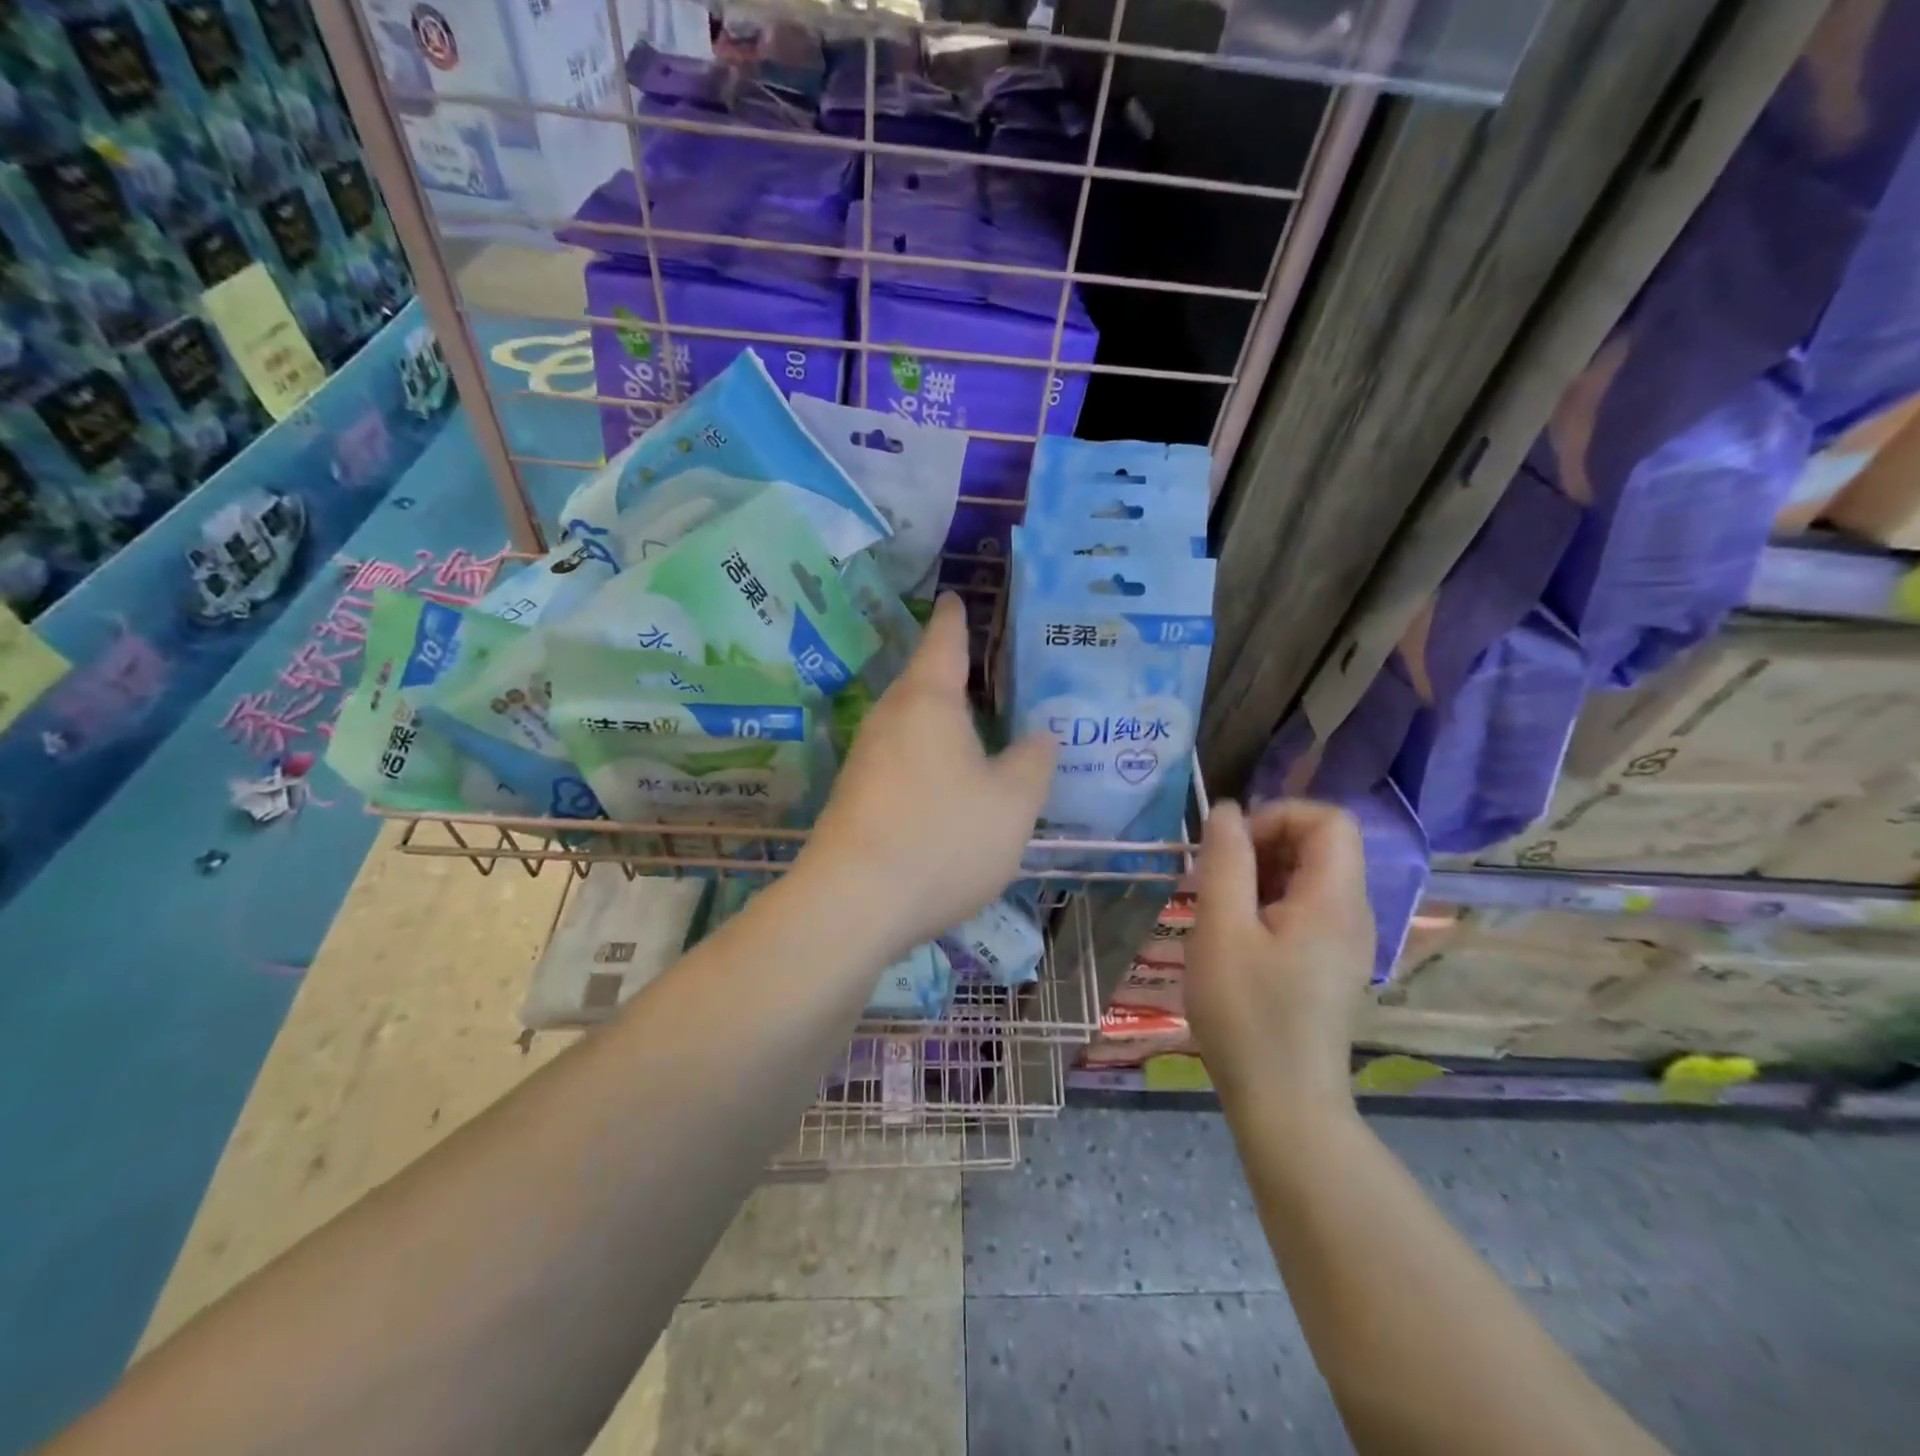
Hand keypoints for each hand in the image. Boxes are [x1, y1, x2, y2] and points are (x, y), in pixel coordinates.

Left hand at [801, 594, 1054, 957]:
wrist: (853, 903)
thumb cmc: (943, 837)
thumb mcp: (1012, 802)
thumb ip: (1033, 762)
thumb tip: (1041, 736)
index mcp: (929, 700)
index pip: (944, 640)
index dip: (955, 617)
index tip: (955, 597)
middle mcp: (890, 717)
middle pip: (922, 681)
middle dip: (951, 673)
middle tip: (988, 672)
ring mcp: (865, 757)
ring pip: (909, 723)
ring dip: (939, 720)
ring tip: (975, 727)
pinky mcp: (854, 795)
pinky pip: (899, 758)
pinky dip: (925, 757)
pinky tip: (945, 783)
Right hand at [1185, 799, 1373, 1106]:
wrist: (1285, 1104)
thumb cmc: (1247, 1014)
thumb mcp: (1221, 930)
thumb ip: (1225, 861)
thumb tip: (1228, 810)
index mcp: (1334, 899)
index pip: (1330, 819)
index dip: (1278, 816)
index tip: (1233, 848)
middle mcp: (1353, 913)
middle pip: (1322, 844)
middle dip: (1264, 844)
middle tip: (1217, 879)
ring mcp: (1347, 941)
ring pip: (1311, 876)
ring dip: (1262, 874)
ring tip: (1220, 909)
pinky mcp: (1332, 963)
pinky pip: (1307, 908)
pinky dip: (1270, 903)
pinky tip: (1238, 937)